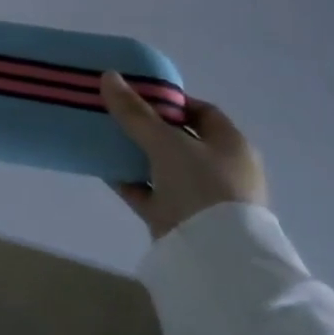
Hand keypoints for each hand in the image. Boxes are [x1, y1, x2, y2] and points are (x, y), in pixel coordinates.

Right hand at [100, 72, 266, 238]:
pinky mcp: (178, 220)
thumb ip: (135, 112)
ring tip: (103, 136)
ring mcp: (200, 197)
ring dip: (135, 154)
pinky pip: (149, 193)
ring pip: (161, 167)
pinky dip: (128, 181)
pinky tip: (103, 167)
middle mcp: (220, 169)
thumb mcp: (166, 143)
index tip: (139, 94)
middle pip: (179, 139)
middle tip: (115, 112)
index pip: (202, 112)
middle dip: (147, 126)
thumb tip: (108, 75)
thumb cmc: (201, 187)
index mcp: (231, 145)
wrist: (213, 258)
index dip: (171, 100)